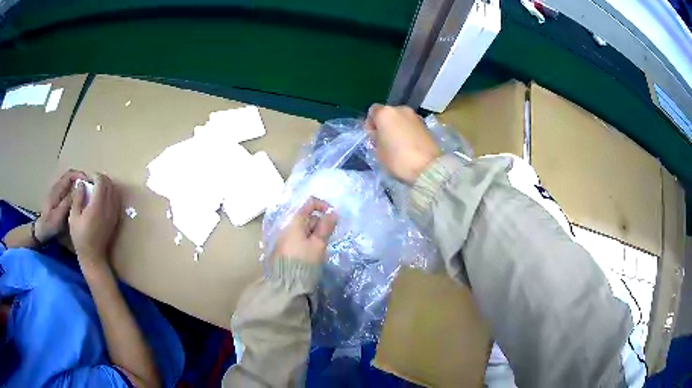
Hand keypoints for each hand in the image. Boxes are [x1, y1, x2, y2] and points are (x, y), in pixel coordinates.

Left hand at [34, 169, 87, 241]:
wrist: (41, 233)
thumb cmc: (49, 226)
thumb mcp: (58, 216)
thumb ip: (67, 202)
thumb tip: (79, 190)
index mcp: (57, 189)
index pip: (70, 175)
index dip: (80, 175)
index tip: (90, 182)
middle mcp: (57, 188)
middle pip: (71, 179)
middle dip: (81, 182)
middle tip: (90, 190)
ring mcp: (57, 195)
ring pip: (70, 186)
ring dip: (78, 188)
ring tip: (87, 197)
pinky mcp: (58, 202)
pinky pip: (68, 193)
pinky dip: (75, 195)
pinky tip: (79, 204)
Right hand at [69, 174, 121, 268]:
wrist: (93, 256)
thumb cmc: (80, 238)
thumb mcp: (73, 217)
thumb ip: (77, 197)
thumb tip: (81, 182)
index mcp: (98, 205)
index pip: (101, 181)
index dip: (94, 176)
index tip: (87, 179)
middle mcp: (109, 207)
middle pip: (109, 184)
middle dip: (100, 179)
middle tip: (91, 182)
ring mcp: (114, 213)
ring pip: (114, 191)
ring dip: (106, 186)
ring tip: (95, 189)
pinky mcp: (116, 218)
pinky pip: (116, 200)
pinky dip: (111, 194)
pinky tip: (102, 199)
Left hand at [271, 197, 337, 263]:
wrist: (287, 282)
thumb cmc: (304, 260)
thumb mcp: (318, 243)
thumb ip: (326, 226)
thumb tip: (334, 212)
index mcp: (295, 221)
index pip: (310, 203)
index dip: (323, 206)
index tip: (333, 217)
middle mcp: (288, 225)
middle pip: (307, 216)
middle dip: (320, 224)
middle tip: (326, 239)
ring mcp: (285, 235)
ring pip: (304, 228)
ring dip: (314, 234)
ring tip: (319, 248)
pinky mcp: (285, 246)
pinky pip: (299, 237)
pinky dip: (308, 240)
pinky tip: (312, 252)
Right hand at [366, 104, 440, 183]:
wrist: (428, 167)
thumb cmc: (397, 159)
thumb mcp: (378, 151)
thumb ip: (375, 138)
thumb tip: (379, 134)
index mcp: (385, 113)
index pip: (372, 111)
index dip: (370, 123)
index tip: (372, 136)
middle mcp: (401, 109)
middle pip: (388, 114)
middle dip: (385, 125)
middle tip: (385, 141)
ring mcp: (415, 116)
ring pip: (401, 119)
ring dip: (398, 128)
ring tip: (398, 145)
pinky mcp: (426, 125)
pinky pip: (411, 126)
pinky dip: (408, 132)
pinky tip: (409, 146)